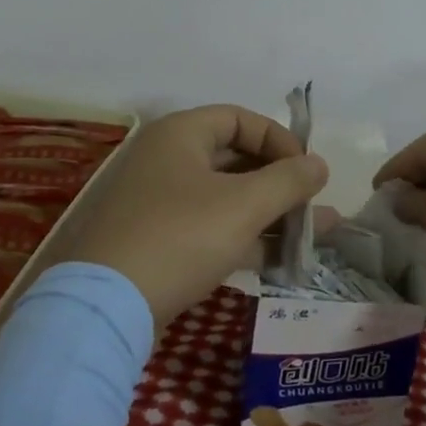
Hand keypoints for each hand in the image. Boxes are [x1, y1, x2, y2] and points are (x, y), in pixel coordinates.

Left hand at [66, 105, 327, 329]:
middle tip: (313, 205)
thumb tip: (320, 164)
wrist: (105, 307)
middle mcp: (167, 160)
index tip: (307, 170)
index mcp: (180, 134)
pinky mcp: (158, 243)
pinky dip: (245, 239)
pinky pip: (210, 229)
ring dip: (269, 215)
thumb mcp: (243, 205)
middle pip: (235, 159)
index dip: (279, 139)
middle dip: (280, 183)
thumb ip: (288, 181)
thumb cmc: (180, 236)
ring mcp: (159, 203)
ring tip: (314, 236)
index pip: (239, 118)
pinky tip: (283, 262)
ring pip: (226, 199)